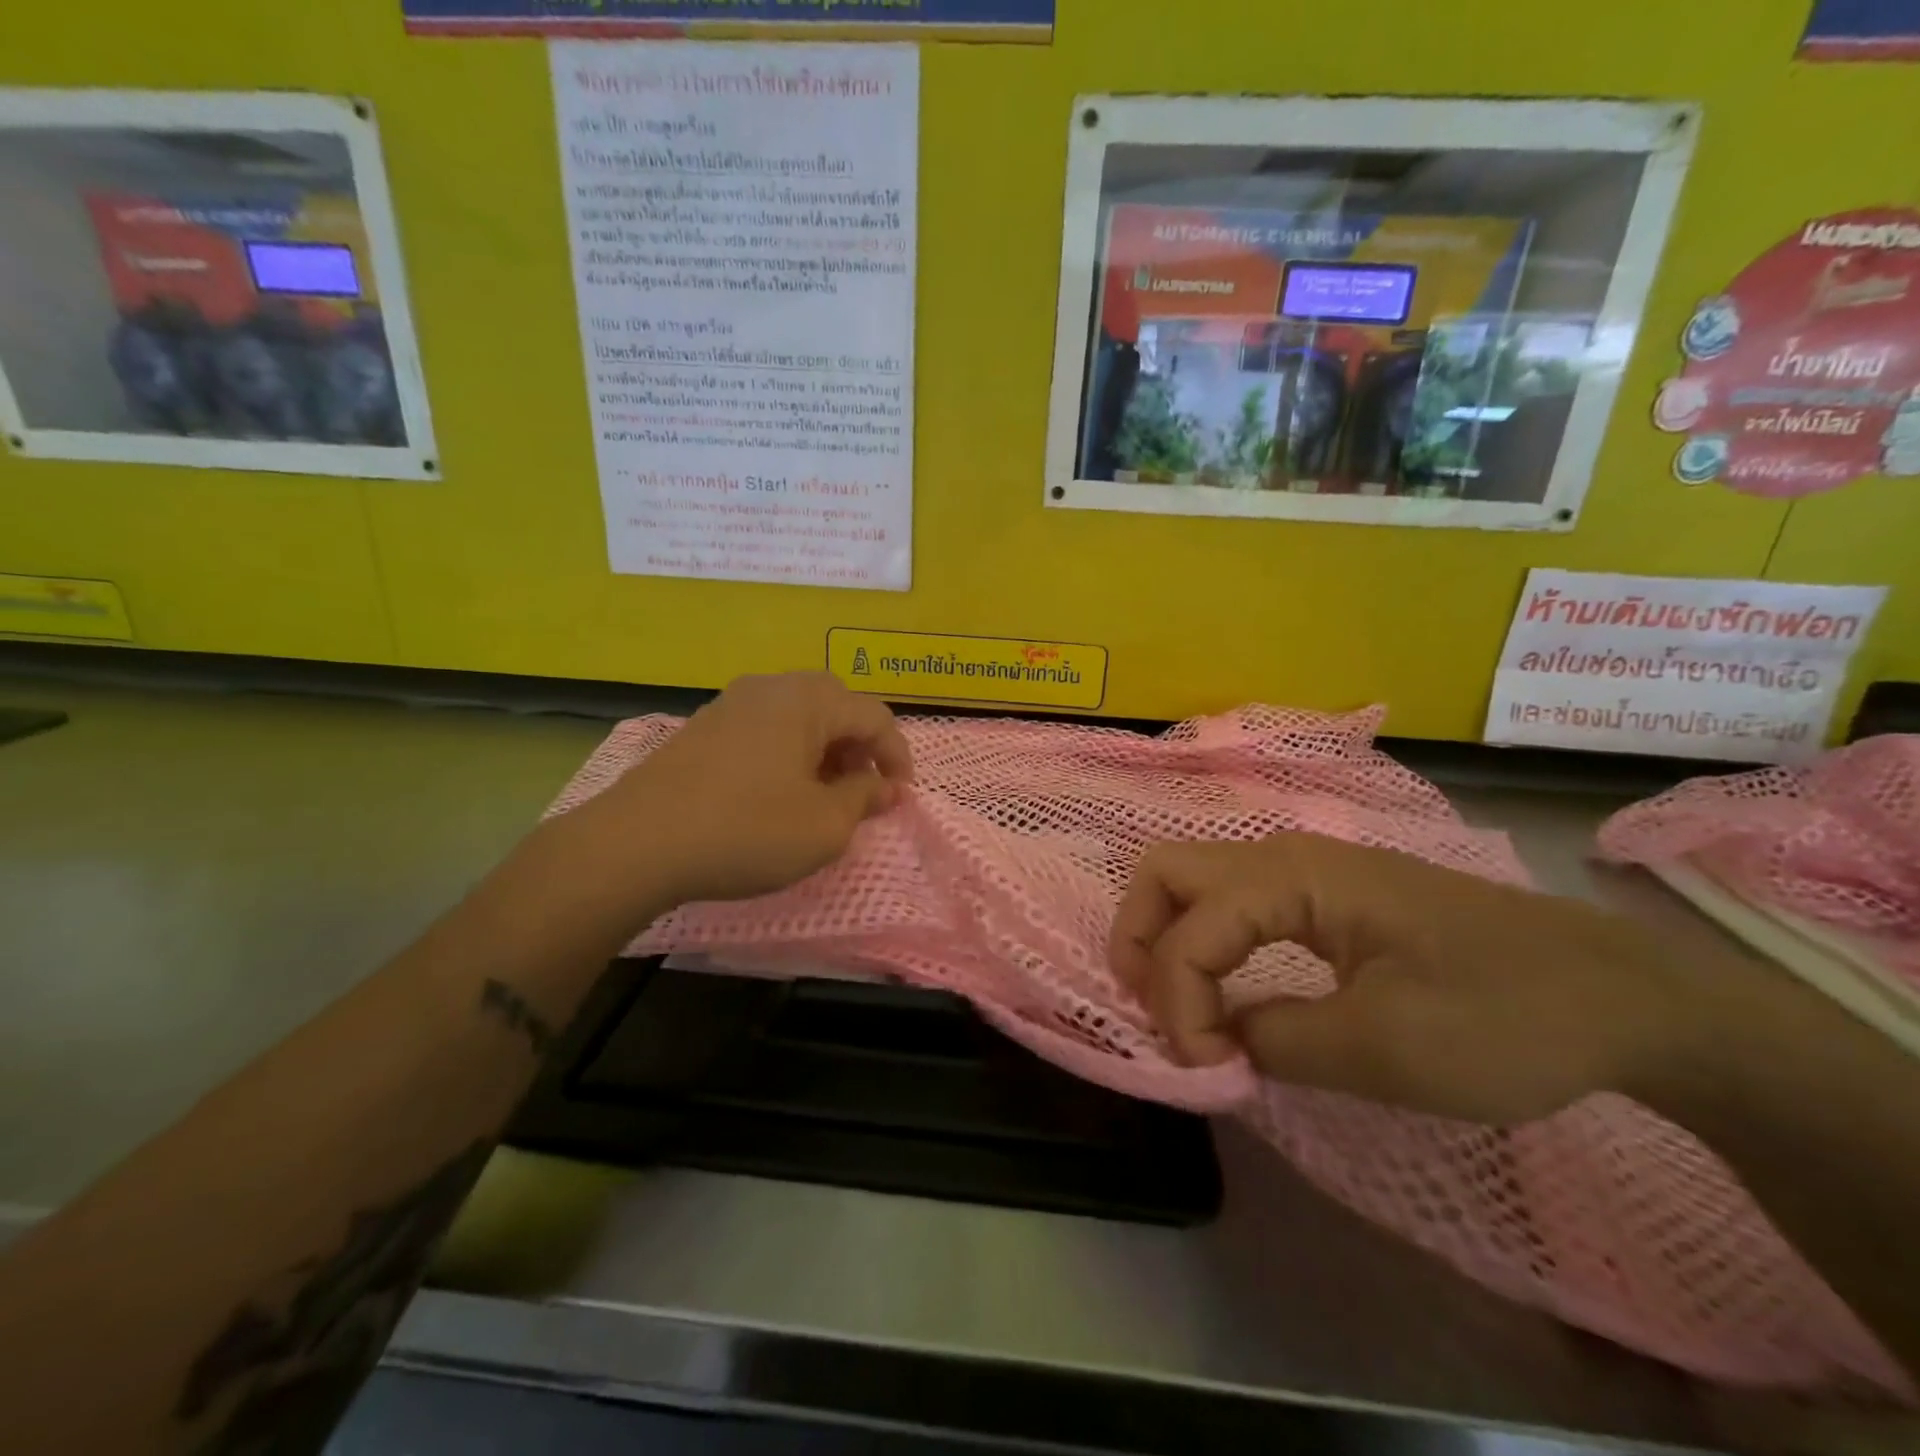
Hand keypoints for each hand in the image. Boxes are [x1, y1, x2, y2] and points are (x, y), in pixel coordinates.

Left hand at [578, 672, 912, 909]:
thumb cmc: (747, 831)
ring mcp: (732, 703)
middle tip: (861, 787)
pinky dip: (787, 750)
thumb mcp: (824, 826)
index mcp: (808, 701)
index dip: (897, 756)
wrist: (637, 843)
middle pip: (836, 704)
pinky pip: (765, 726)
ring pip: (798, 713)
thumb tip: (885, 787)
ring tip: (822, 792)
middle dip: (859, 745)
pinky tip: (777, 790)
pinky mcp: (704, 726)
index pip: (875, 716)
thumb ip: (864, 798)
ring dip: (823, 747)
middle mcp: (772, 688)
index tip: (900, 796)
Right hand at [1109, 833, 1716, 1125]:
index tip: (1209, 1071)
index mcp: (1292, 877)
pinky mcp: (1328, 896)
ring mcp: (1307, 871)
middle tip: (1154, 1011)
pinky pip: (1236, 904)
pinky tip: (1229, 990)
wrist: (1623, 997)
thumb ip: (1273, 1039)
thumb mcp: (1382, 1048)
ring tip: (1180, 1008)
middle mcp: (1285, 857)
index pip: (1190, 930)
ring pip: (1196, 883)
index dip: (1178, 1002)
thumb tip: (1217, 1040)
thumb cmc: (1503, 1015)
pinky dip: (1209, 943)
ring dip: (1170, 940)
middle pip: (1168, 873)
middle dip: (1141, 940)